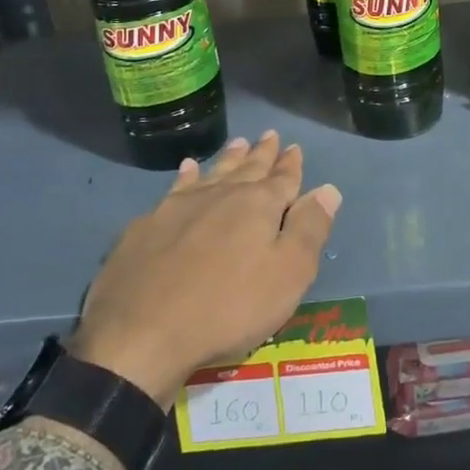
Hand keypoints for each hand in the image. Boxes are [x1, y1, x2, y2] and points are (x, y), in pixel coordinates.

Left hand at [68, 132, 342, 406]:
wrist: (141, 334)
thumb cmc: (228, 308)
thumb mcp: (288, 275)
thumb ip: (309, 229)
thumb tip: (328, 189)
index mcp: (258, 206)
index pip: (282, 178)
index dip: (291, 164)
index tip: (294, 147)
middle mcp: (221, 195)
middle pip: (247, 168)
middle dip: (261, 153)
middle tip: (268, 135)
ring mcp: (179, 206)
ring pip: (211, 172)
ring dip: (227, 158)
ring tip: (237, 143)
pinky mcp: (147, 225)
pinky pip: (175, 188)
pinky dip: (186, 175)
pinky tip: (187, 169)